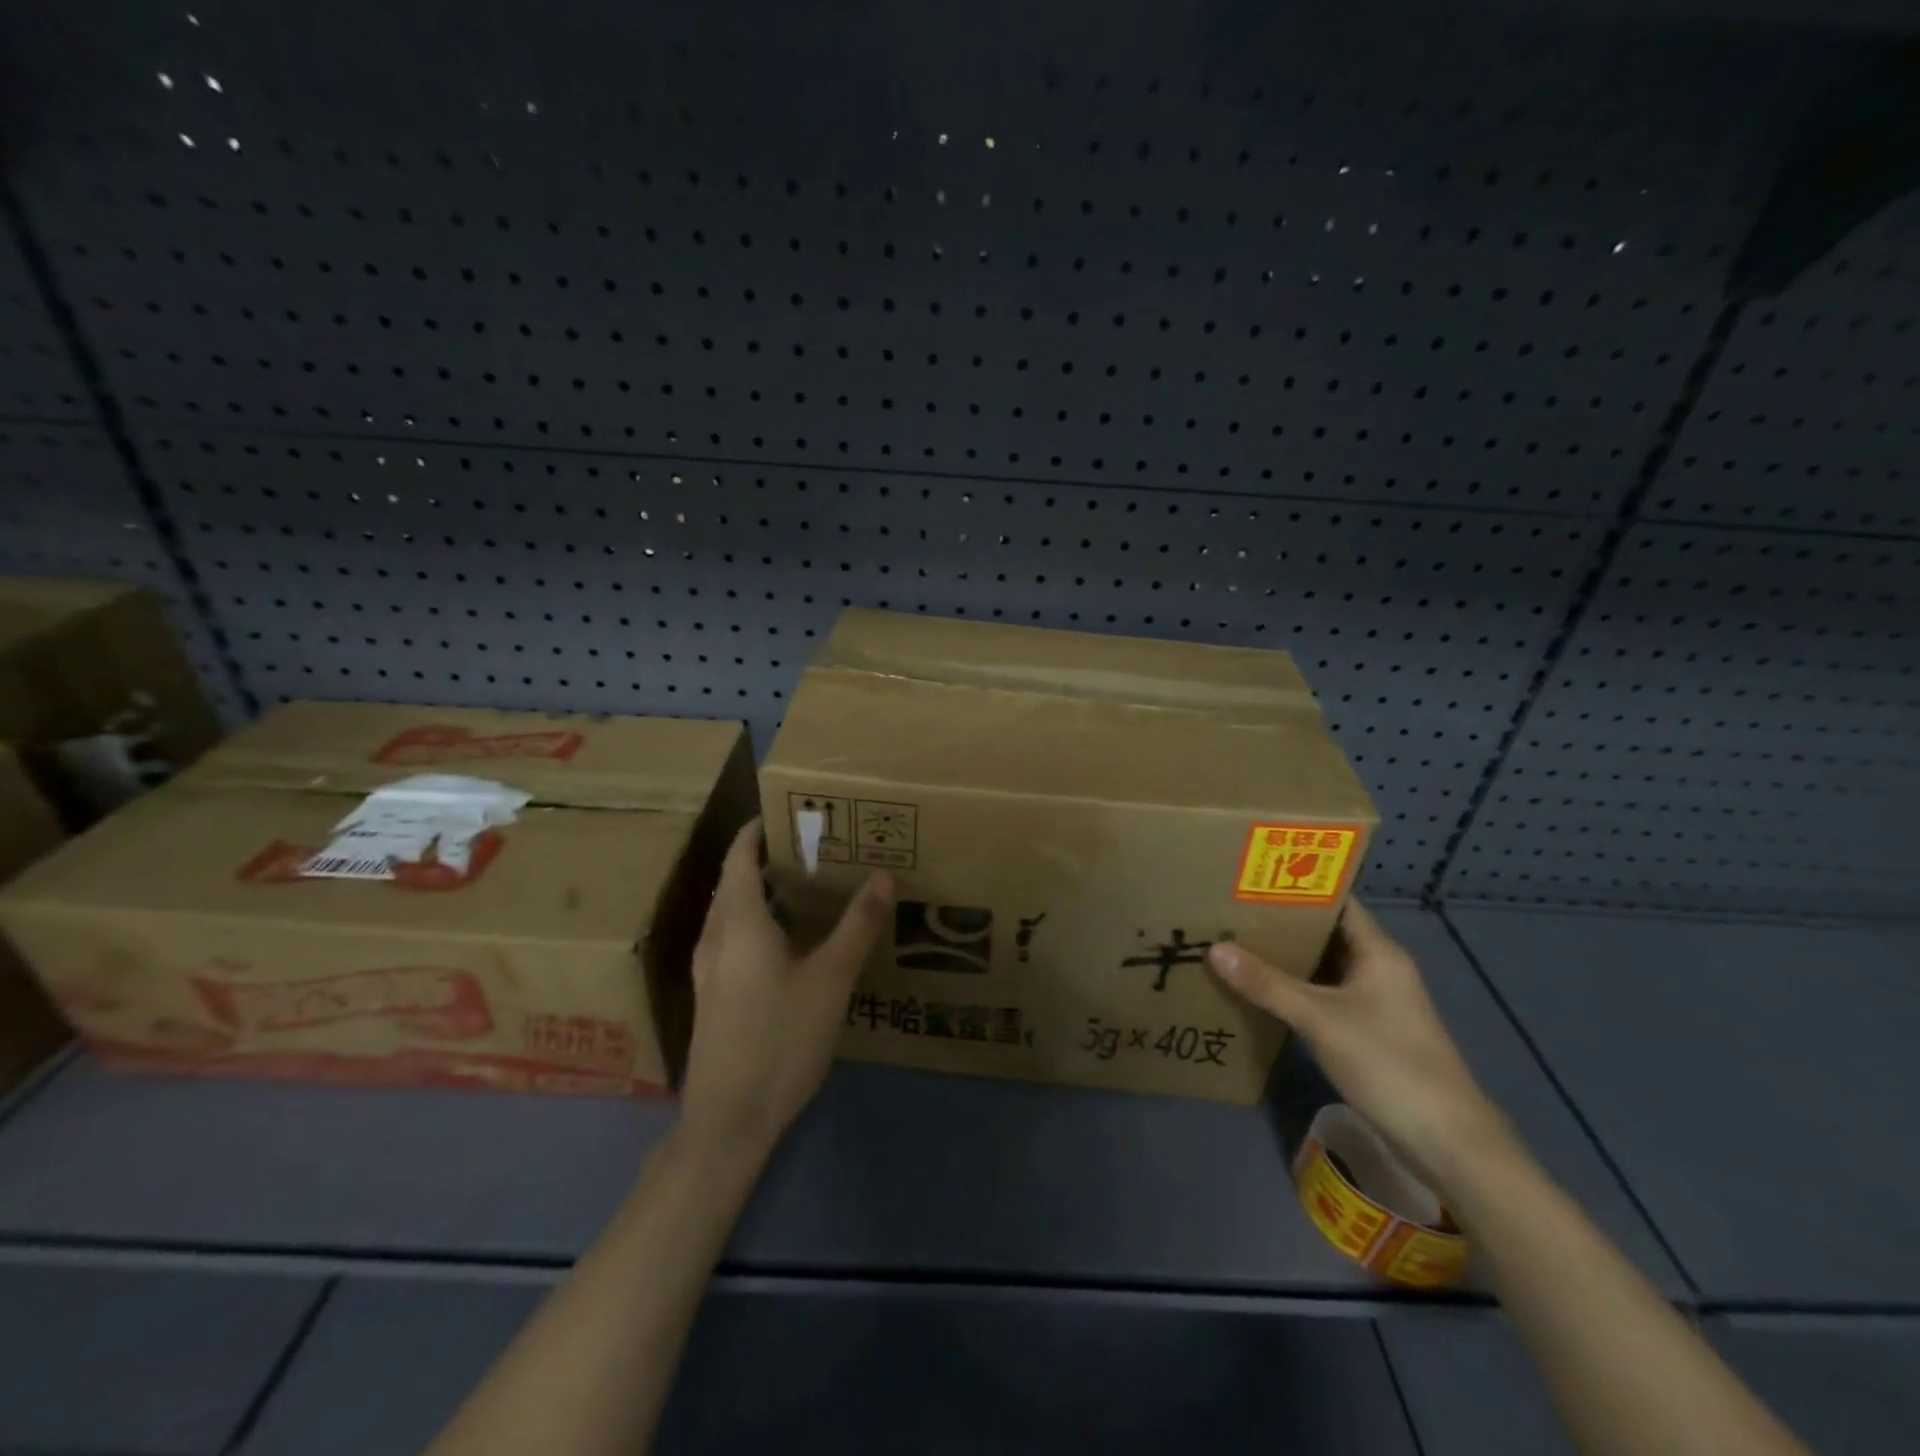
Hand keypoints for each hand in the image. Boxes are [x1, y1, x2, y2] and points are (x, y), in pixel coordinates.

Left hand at [678, 820, 893, 1161]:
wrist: (728, 1121)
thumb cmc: (780, 1040)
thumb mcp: (830, 981)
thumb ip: (858, 926)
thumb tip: (884, 876)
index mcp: (739, 923)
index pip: (740, 857)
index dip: (759, 830)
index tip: (792, 813)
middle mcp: (716, 937)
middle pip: (734, 881)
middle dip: (766, 858)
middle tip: (813, 847)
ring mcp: (708, 969)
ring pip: (731, 912)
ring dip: (760, 890)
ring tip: (806, 885)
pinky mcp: (713, 995)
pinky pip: (732, 937)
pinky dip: (756, 920)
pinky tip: (789, 941)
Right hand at [1208, 898, 1514, 1194]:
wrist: (1447, 1142)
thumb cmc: (1388, 1064)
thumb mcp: (1320, 1019)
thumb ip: (1267, 984)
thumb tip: (1214, 949)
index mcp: (1378, 952)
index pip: (1336, 901)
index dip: (1297, 887)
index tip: (1251, 878)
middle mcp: (1378, 968)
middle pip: (1325, 932)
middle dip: (1281, 922)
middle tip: (1230, 909)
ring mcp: (1375, 1001)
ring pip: (1322, 965)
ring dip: (1286, 957)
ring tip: (1235, 942)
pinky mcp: (1368, 1030)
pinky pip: (1323, 995)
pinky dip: (1295, 988)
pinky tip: (1260, 989)